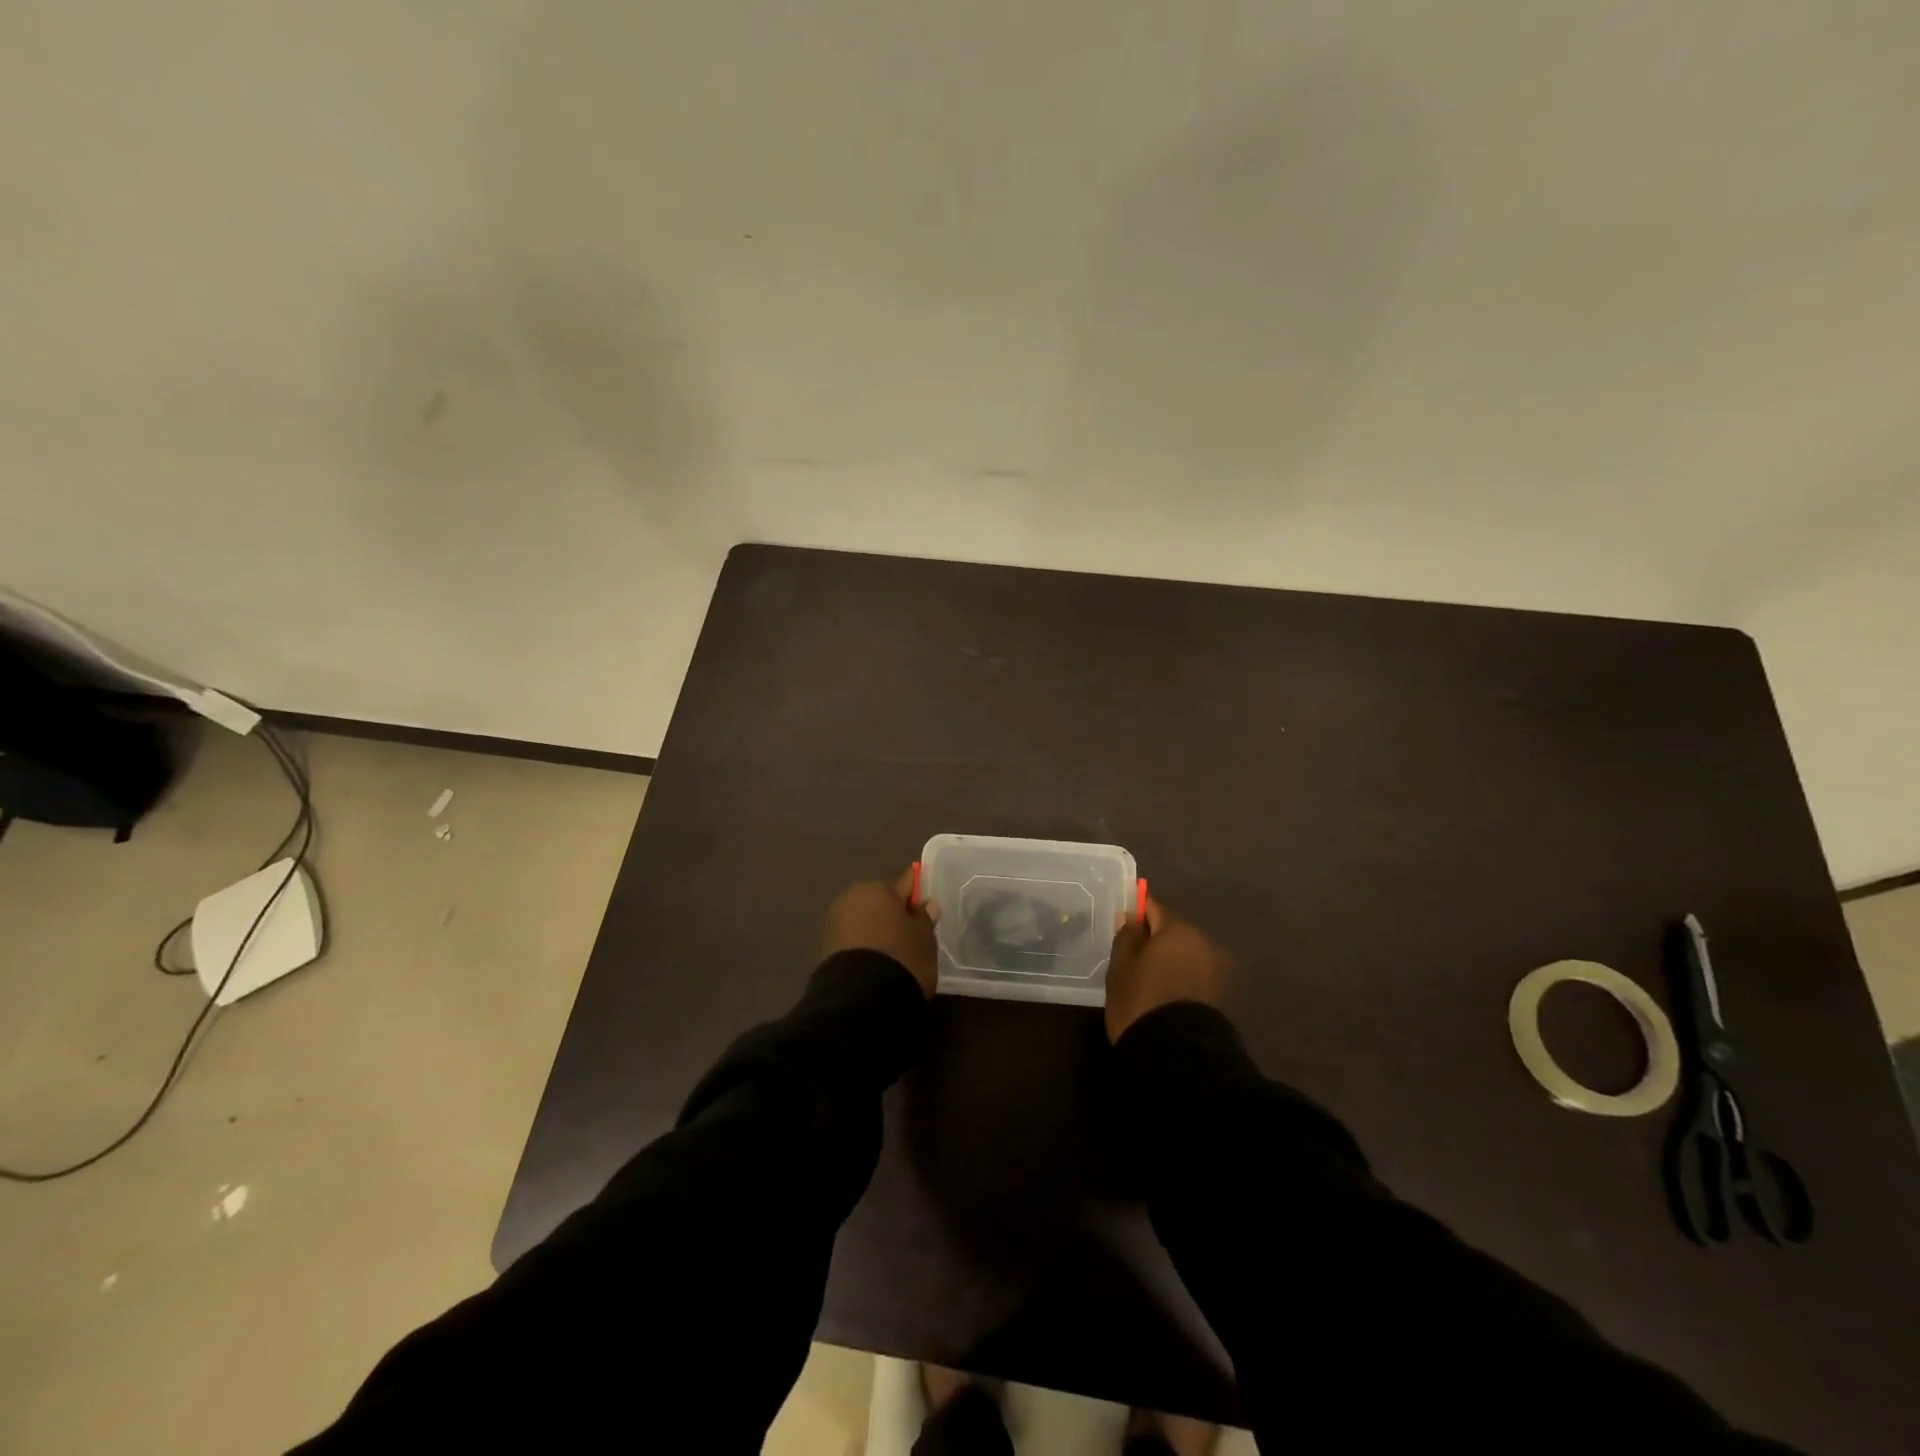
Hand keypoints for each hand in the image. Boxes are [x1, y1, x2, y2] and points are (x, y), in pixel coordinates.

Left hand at [821, 870, 937, 997]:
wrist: (859, 999)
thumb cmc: (900, 957)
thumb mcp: (923, 938)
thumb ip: (924, 918)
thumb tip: (926, 904)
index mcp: (877, 888)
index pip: (903, 883)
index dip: (916, 893)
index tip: (926, 904)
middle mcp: (851, 898)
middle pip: (879, 902)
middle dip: (893, 913)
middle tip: (911, 934)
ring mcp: (834, 924)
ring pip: (864, 922)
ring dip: (876, 931)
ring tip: (894, 954)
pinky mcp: (824, 950)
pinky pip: (852, 942)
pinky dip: (864, 948)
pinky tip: (876, 964)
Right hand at [1105, 898, 1232, 1042]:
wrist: (1180, 1058)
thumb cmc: (1142, 1004)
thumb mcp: (1121, 968)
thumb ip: (1126, 937)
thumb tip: (1132, 918)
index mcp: (1180, 929)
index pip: (1153, 907)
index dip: (1136, 914)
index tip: (1122, 929)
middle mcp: (1206, 942)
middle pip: (1174, 931)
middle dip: (1155, 940)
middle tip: (1132, 960)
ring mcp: (1220, 969)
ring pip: (1187, 954)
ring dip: (1171, 960)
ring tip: (1149, 982)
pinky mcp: (1225, 994)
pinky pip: (1197, 974)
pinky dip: (1183, 978)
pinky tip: (1166, 995)